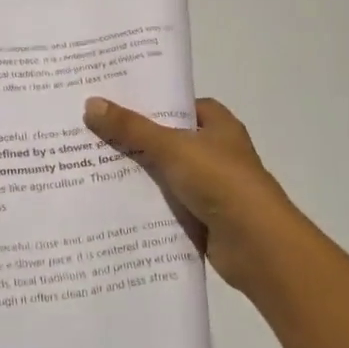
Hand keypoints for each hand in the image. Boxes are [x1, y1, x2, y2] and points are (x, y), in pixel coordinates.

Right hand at [83, 96, 314, 301]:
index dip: (151, 103)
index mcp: (219, 126)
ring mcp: (211, 187)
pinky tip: (112, 202)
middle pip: (168, 139)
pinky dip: (146, 204)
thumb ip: (131, 128)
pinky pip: (167, 204)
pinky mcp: (203, 218)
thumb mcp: (171, 148)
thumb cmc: (221, 182)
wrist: (257, 245)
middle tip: (93, 132)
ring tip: (91, 165)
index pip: (181, 105)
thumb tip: (91, 103)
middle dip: (135, 138)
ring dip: (138, 173)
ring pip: (165, 173)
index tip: (115, 102)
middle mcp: (217, 152)